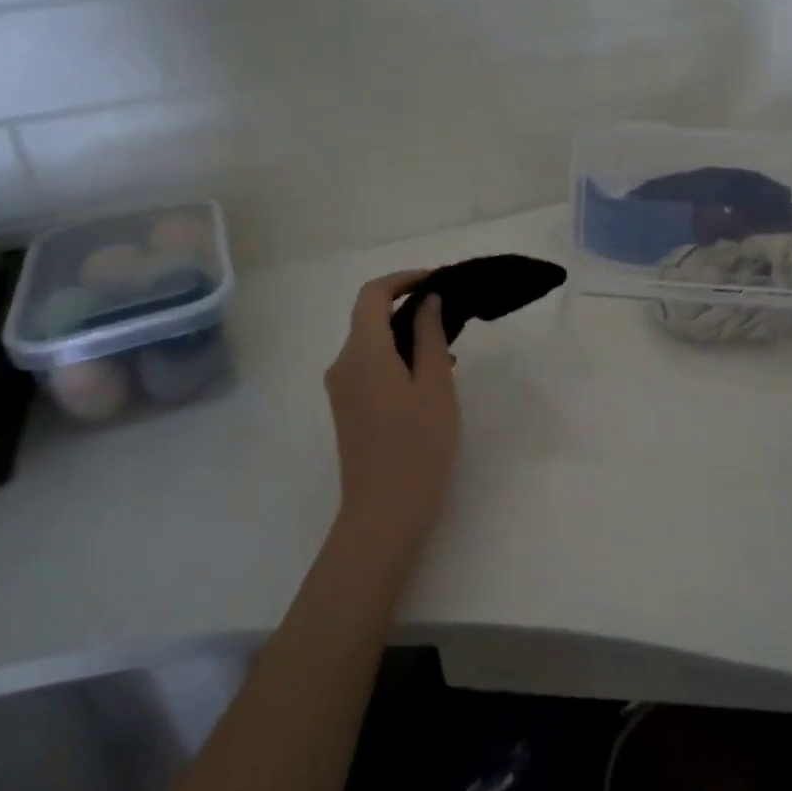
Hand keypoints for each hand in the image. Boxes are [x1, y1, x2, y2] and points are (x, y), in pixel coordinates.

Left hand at [324, 271, 460, 558]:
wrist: (384, 511)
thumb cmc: (418, 445)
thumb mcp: (435, 385)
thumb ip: (430, 336)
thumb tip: (428, 301)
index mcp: (363, 352)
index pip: (372, 294)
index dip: (403, 279)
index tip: (436, 281)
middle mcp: (342, 364)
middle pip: (369, 318)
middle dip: (407, 308)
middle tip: (450, 317)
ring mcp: (341, 389)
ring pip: (371, 343)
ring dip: (404, 336)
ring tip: (447, 352)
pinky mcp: (347, 408)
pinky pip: (369, 366)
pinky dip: (395, 358)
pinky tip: (427, 379)